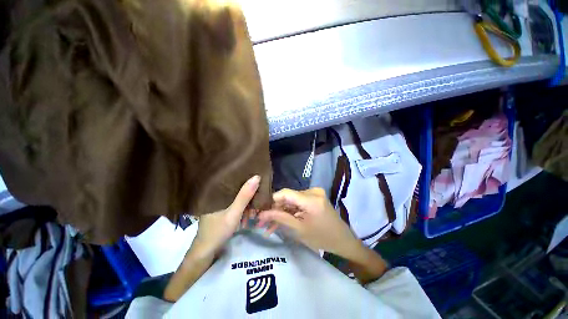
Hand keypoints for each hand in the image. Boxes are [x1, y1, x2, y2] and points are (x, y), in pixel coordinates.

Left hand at [191, 175, 260, 257]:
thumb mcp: (234, 213)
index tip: (258, 181)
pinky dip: (242, 211)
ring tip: (253, 215)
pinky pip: (235, 207)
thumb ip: (245, 196)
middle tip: (258, 203)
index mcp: (217, 192)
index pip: (234, 179)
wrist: (205, 252)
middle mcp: (218, 196)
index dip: (246, 179)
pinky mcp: (222, 212)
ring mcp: (220, 205)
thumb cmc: (218, 231)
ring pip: (238, 199)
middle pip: (237, 190)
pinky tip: (246, 219)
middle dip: (249, 197)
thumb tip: (256, 177)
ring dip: (247, 207)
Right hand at [257, 188, 360, 256]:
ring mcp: (314, 193)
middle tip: (263, 222)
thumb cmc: (322, 238)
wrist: (343, 240)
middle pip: (288, 197)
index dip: (271, 201)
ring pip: (291, 200)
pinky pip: (298, 202)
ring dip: (281, 212)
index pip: (285, 193)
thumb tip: (261, 214)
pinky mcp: (314, 197)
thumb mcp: (299, 229)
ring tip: (269, 226)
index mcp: (311, 199)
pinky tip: (281, 220)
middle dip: (275, 210)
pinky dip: (290, 211)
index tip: (260, 212)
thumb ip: (280, 218)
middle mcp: (312, 191)